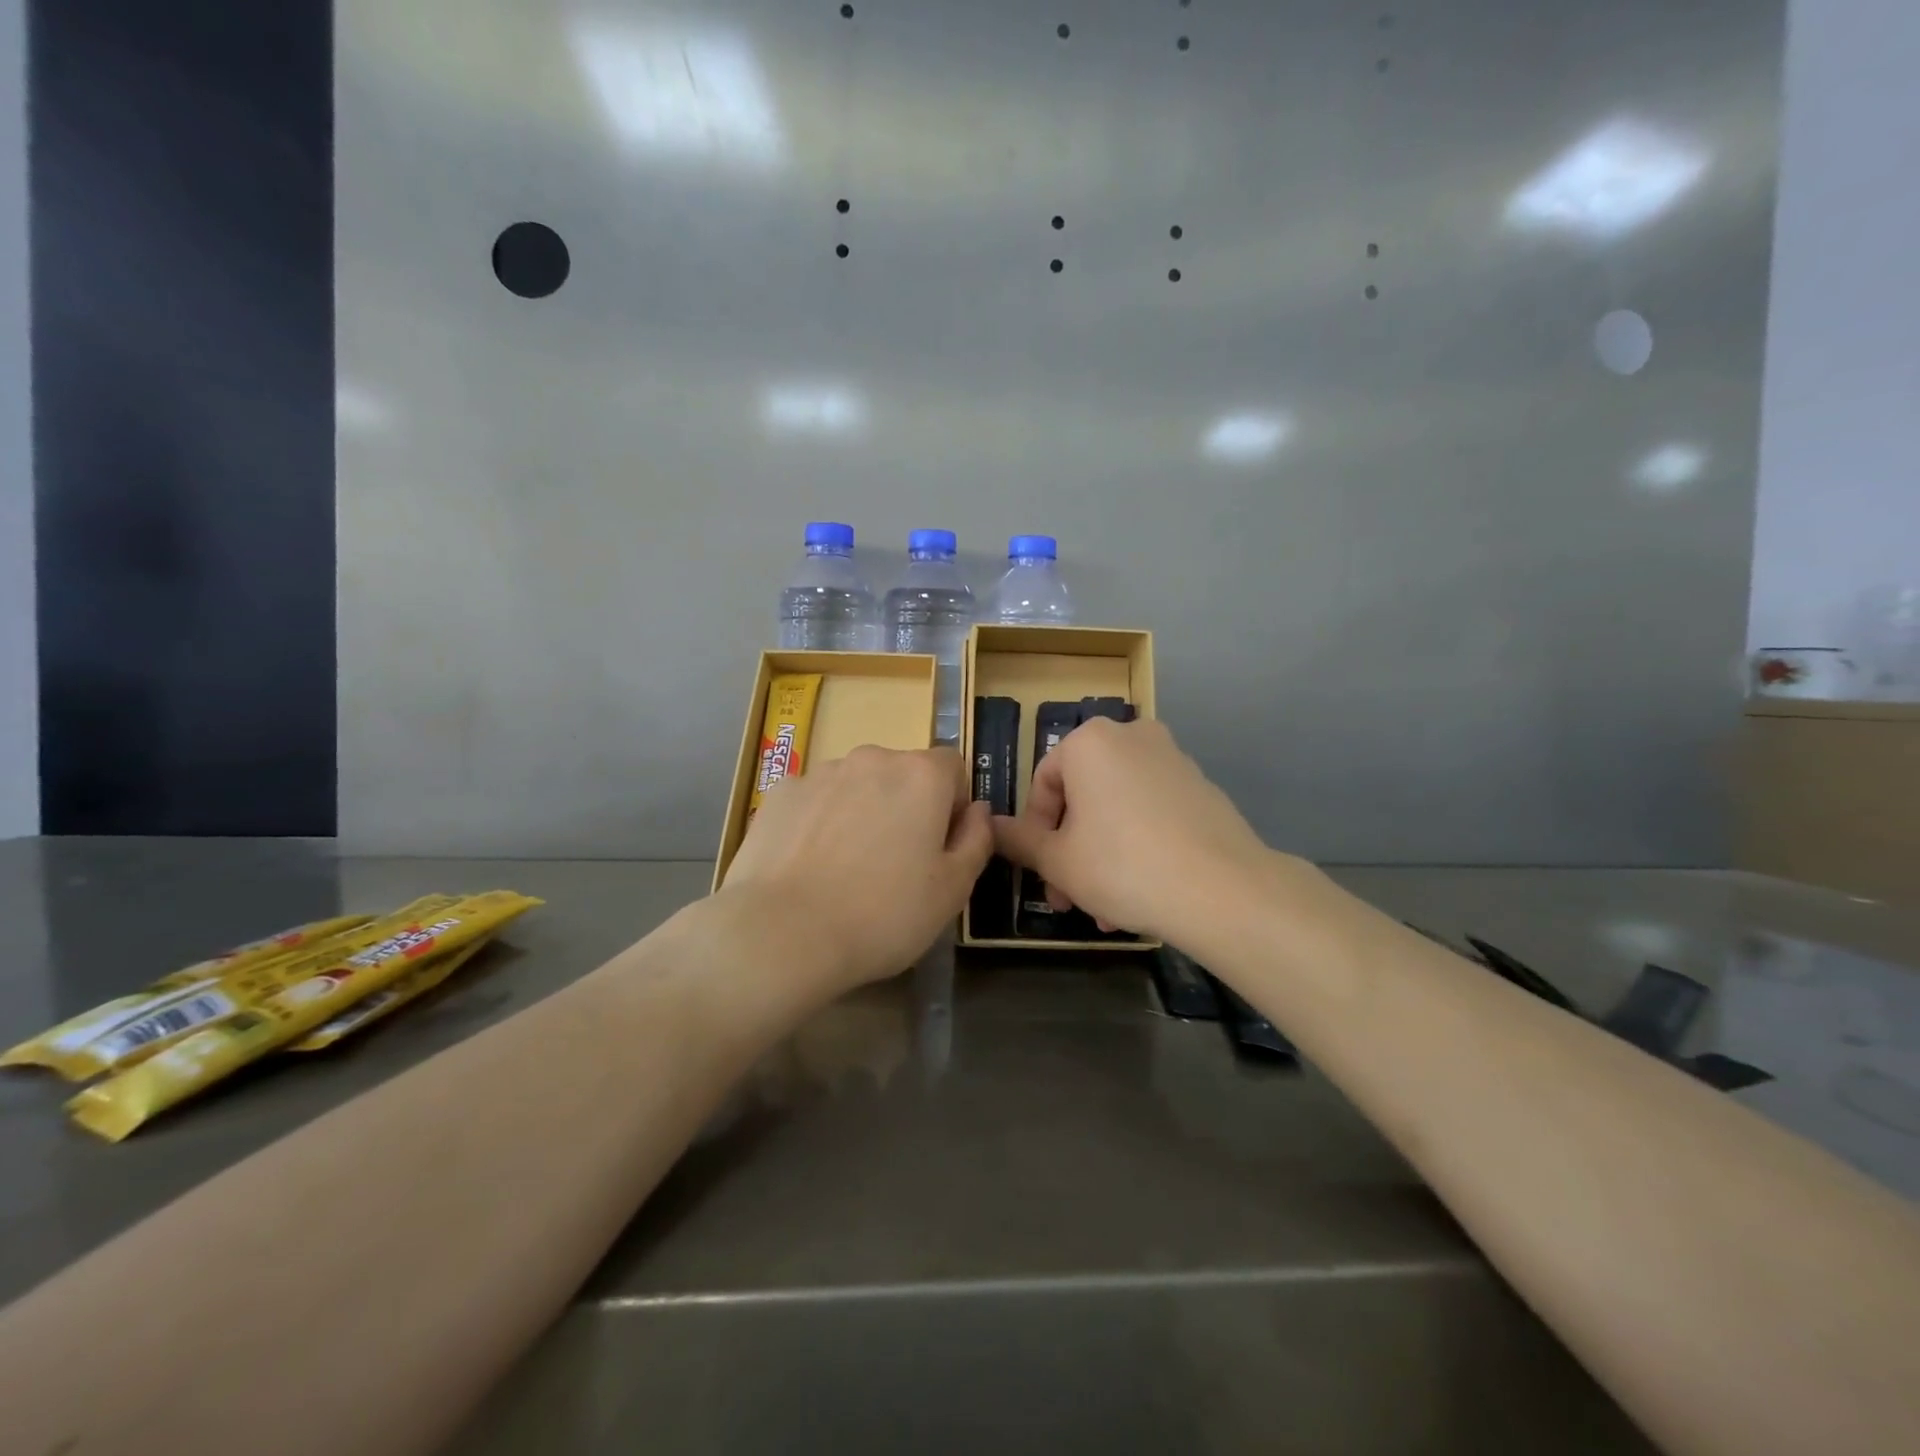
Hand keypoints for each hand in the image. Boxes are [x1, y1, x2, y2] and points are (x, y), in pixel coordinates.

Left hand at [721, 746, 992, 991]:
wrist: (783, 933)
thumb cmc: (883, 914)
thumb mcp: (952, 890)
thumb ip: (977, 840)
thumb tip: (978, 810)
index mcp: (922, 775)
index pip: (953, 767)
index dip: (954, 805)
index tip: (940, 848)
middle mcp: (872, 758)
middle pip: (903, 773)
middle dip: (906, 807)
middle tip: (895, 864)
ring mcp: (821, 772)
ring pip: (857, 785)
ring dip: (862, 811)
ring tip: (846, 869)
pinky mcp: (780, 793)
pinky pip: (816, 800)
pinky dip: (820, 821)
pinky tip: (809, 865)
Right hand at [991, 718, 1278, 945]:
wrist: (1223, 890)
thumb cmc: (1123, 866)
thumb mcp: (1058, 860)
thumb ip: (1018, 840)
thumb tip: (988, 825)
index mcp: (1090, 741)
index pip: (1044, 783)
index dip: (1036, 831)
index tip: (1042, 872)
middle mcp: (1132, 736)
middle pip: (1083, 796)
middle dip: (1071, 849)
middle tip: (1068, 897)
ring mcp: (1173, 759)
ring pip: (1117, 808)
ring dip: (1102, 855)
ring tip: (1105, 910)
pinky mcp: (1202, 787)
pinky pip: (1152, 812)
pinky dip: (1138, 844)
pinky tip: (1142, 893)